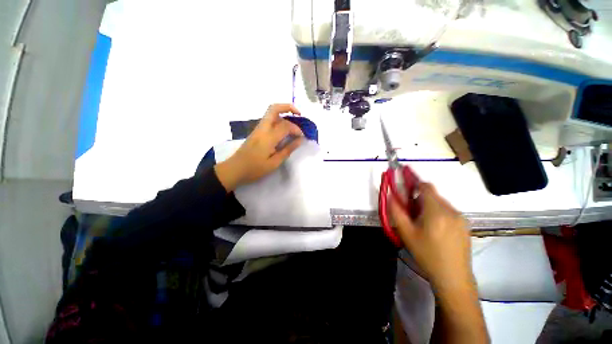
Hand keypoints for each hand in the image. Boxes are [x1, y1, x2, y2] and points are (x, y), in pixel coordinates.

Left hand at [215, 104, 303, 191]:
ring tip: (293, 122)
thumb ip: (287, 150)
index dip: (296, 129)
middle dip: (288, 107)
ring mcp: (258, 128)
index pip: (285, 125)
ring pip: (271, 113)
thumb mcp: (274, 163)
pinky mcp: (256, 131)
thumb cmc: (255, 169)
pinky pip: (269, 120)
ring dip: (283, 113)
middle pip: (274, 108)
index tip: (302, 136)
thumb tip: (300, 140)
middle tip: (299, 114)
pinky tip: (284, 129)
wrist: (235, 169)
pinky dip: (278, 119)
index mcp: (268, 137)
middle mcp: (262, 128)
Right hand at [390, 183, 473, 291]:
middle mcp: (451, 211)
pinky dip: (438, 213)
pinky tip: (435, 229)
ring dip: (428, 206)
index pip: (426, 187)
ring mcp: (461, 218)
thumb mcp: (406, 233)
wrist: (453, 277)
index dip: (414, 183)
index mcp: (436, 212)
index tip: (406, 188)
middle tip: (411, 212)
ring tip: (422, 223)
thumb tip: (390, 195)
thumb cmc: (427, 255)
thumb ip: (396, 212)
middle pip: (432, 195)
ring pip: (440, 203)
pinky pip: (448, 211)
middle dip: (419, 198)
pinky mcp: (465, 225)